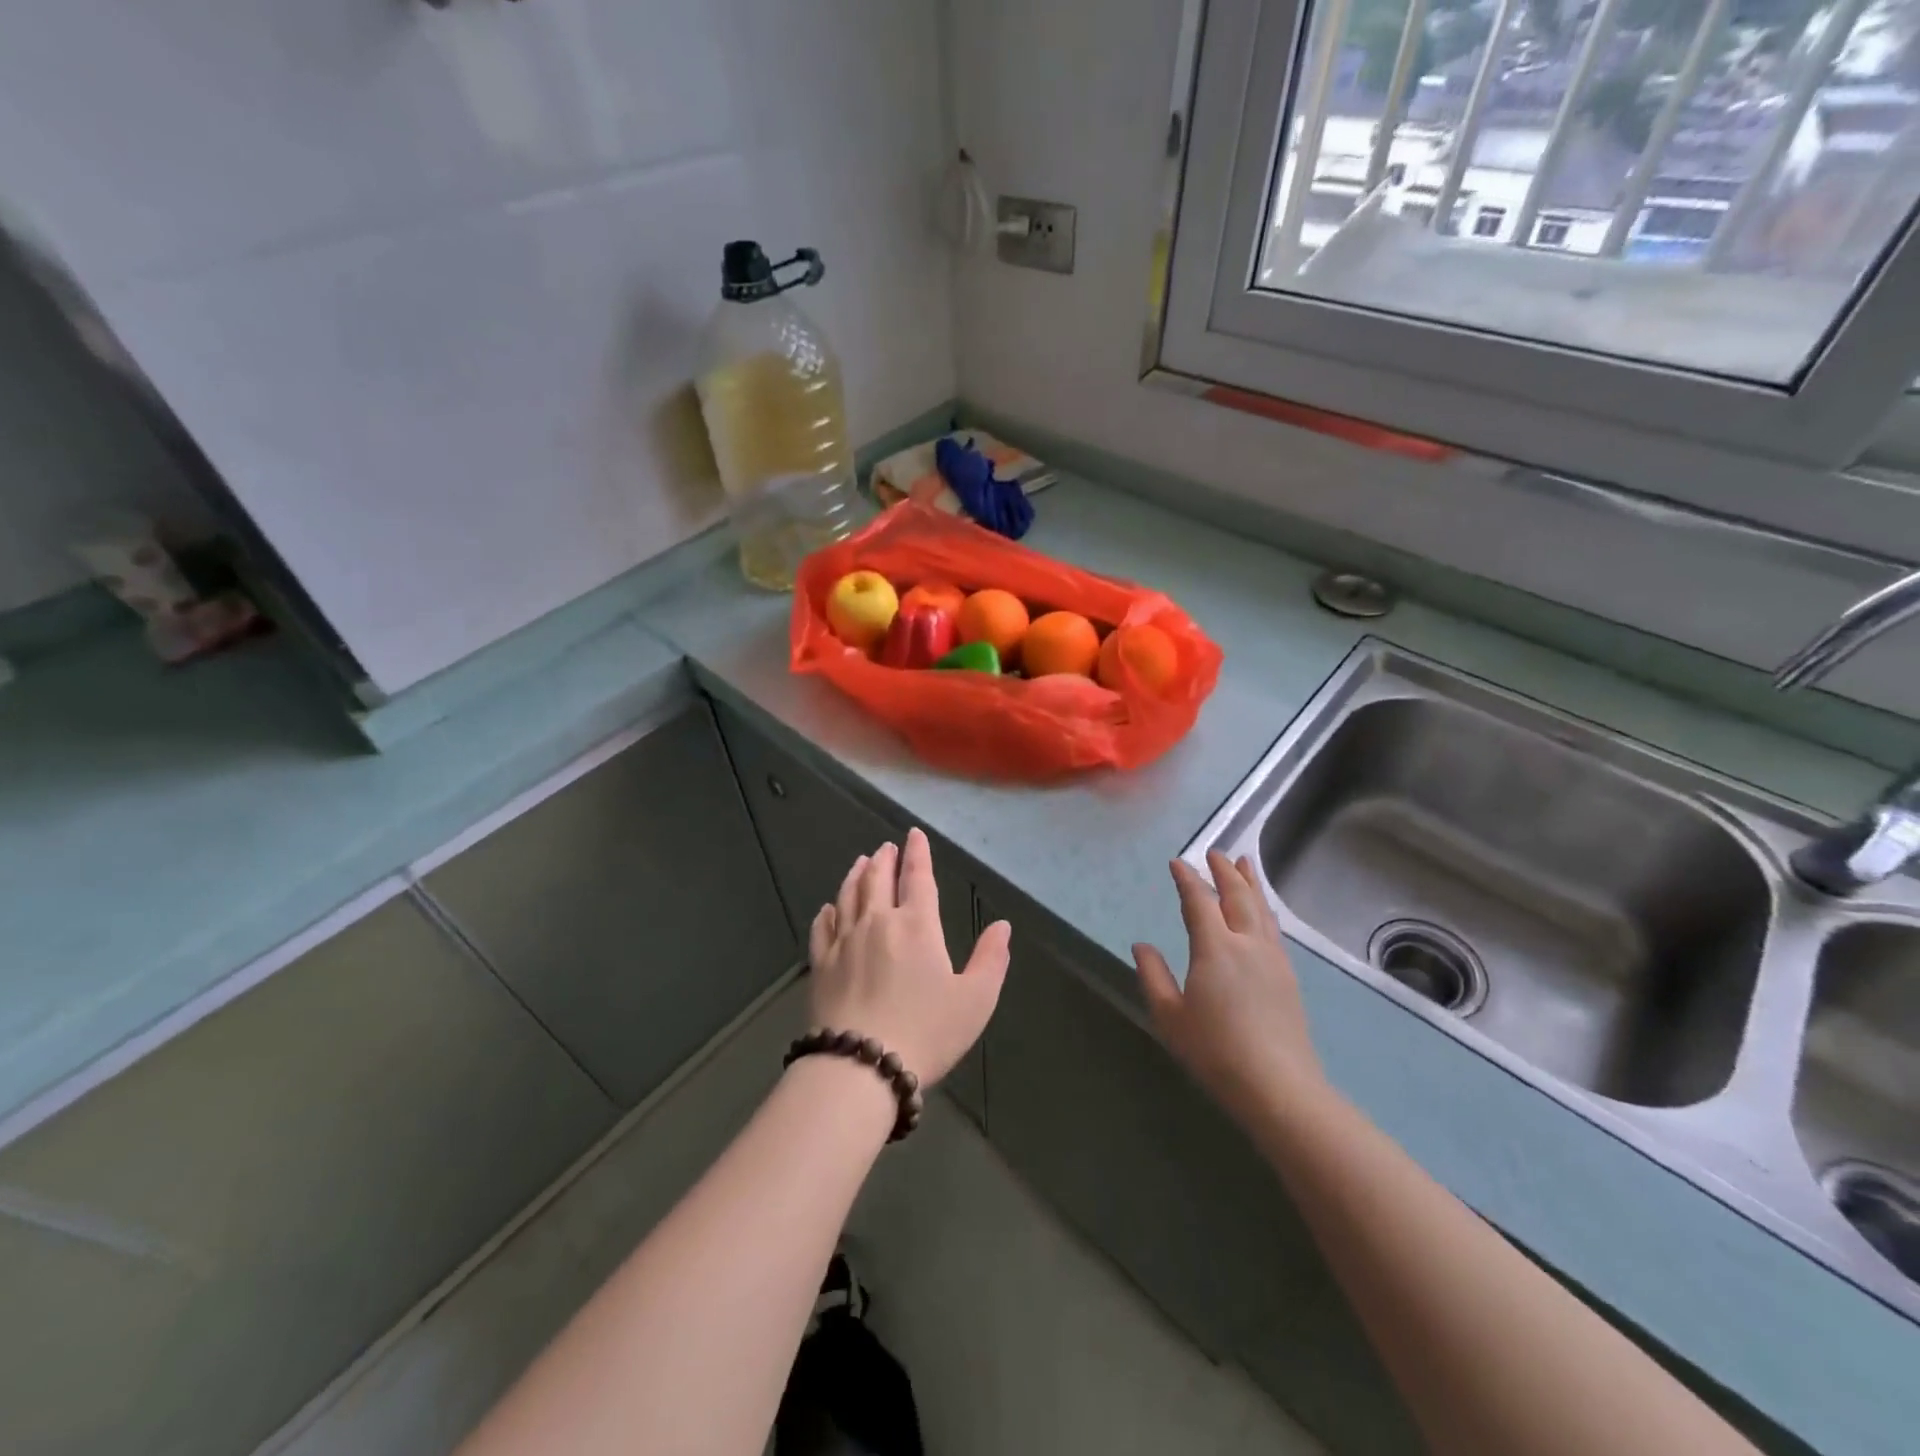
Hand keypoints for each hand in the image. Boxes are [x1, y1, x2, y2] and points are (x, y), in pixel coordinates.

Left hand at [807, 828, 1011, 1086]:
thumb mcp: (975, 1000)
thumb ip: (991, 959)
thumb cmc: (927, 1032)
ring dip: (856, 875)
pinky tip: (829, 907)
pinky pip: (823, 927)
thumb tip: (1002, 926)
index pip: (918, 878)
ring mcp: (845, 942)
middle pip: (878, 880)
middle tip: (887, 847)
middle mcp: (878, 923)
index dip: (918, 853)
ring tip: (861, 862)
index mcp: (917, 926)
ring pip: (848, 895)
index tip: (914, 834)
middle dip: (885, 859)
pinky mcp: (821, 964)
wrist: (861, 1066)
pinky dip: (828, 911)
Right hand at [1132, 852, 1324, 1125]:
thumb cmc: (1215, 1051)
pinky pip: (1273, 927)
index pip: (1198, 901)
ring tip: (1245, 864)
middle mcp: (1247, 943)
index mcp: (1215, 947)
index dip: (1187, 879)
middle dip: (1225, 871)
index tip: (1177, 863)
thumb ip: (1153, 976)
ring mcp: (1272, 958)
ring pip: (1261, 909)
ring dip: (1250, 883)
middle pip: (1237, 896)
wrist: (1278, 1087)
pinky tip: (1262, 911)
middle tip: (1216, 853)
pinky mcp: (1288, 976)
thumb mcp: (1170, 1016)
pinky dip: (1264, 908)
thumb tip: (1141, 945)